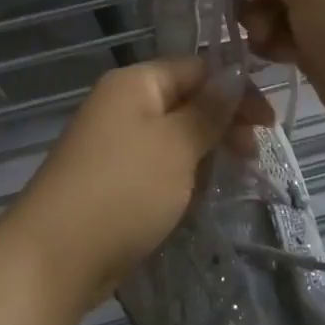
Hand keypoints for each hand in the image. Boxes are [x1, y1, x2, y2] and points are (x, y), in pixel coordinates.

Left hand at [1, 57, 273, 309]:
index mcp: (134, 83)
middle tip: (252, 155)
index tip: (268, 125)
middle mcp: (122, 105)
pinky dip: (183, 176)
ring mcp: (114, 144)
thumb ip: (208, 111)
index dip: (235, 90)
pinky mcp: (113, 180)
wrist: (55, 256)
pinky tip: (201, 195)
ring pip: (173, 136)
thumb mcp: (176, 145)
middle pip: (185, 101)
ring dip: (205, 152)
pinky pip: (158, 166)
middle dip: (223, 123)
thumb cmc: (123, 189)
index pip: (196, 69)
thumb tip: (234, 74)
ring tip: (235, 176)